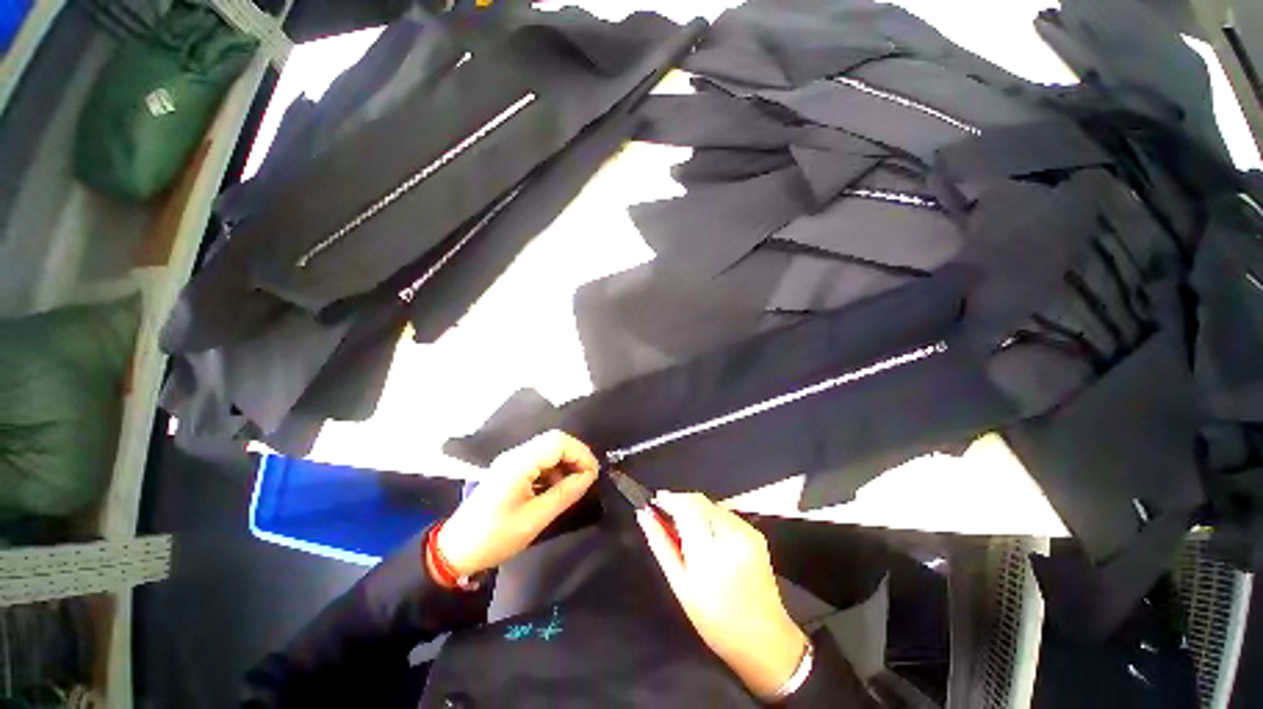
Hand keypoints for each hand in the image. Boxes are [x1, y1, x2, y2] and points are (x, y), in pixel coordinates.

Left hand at [435, 431, 597, 578]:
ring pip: (548, 448)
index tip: (593, 474)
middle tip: (587, 477)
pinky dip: (554, 469)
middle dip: (575, 455)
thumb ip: (565, 494)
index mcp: (519, 463)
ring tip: (574, 485)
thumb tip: (589, 477)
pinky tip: (557, 487)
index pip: (558, 442)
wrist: (456, 550)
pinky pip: (539, 459)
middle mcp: (515, 455)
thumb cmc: (495, 537)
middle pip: (554, 440)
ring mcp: (512, 460)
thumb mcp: (535, 519)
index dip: (580, 453)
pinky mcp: (510, 469)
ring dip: (565, 462)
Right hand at [639, 492, 808, 699]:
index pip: (685, 507)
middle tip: (665, 516)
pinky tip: (705, 535)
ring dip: (694, 508)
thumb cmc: (715, 620)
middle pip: (698, 500)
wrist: (764, 640)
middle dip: (680, 501)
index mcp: (709, 550)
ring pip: (711, 504)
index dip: (668, 499)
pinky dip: (709, 516)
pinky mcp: (755, 533)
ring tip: (684, 529)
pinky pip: (724, 513)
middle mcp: (731, 534)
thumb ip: (661, 544)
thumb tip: (644, 515)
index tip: (655, 502)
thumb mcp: (681, 585)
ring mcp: (746, 531)